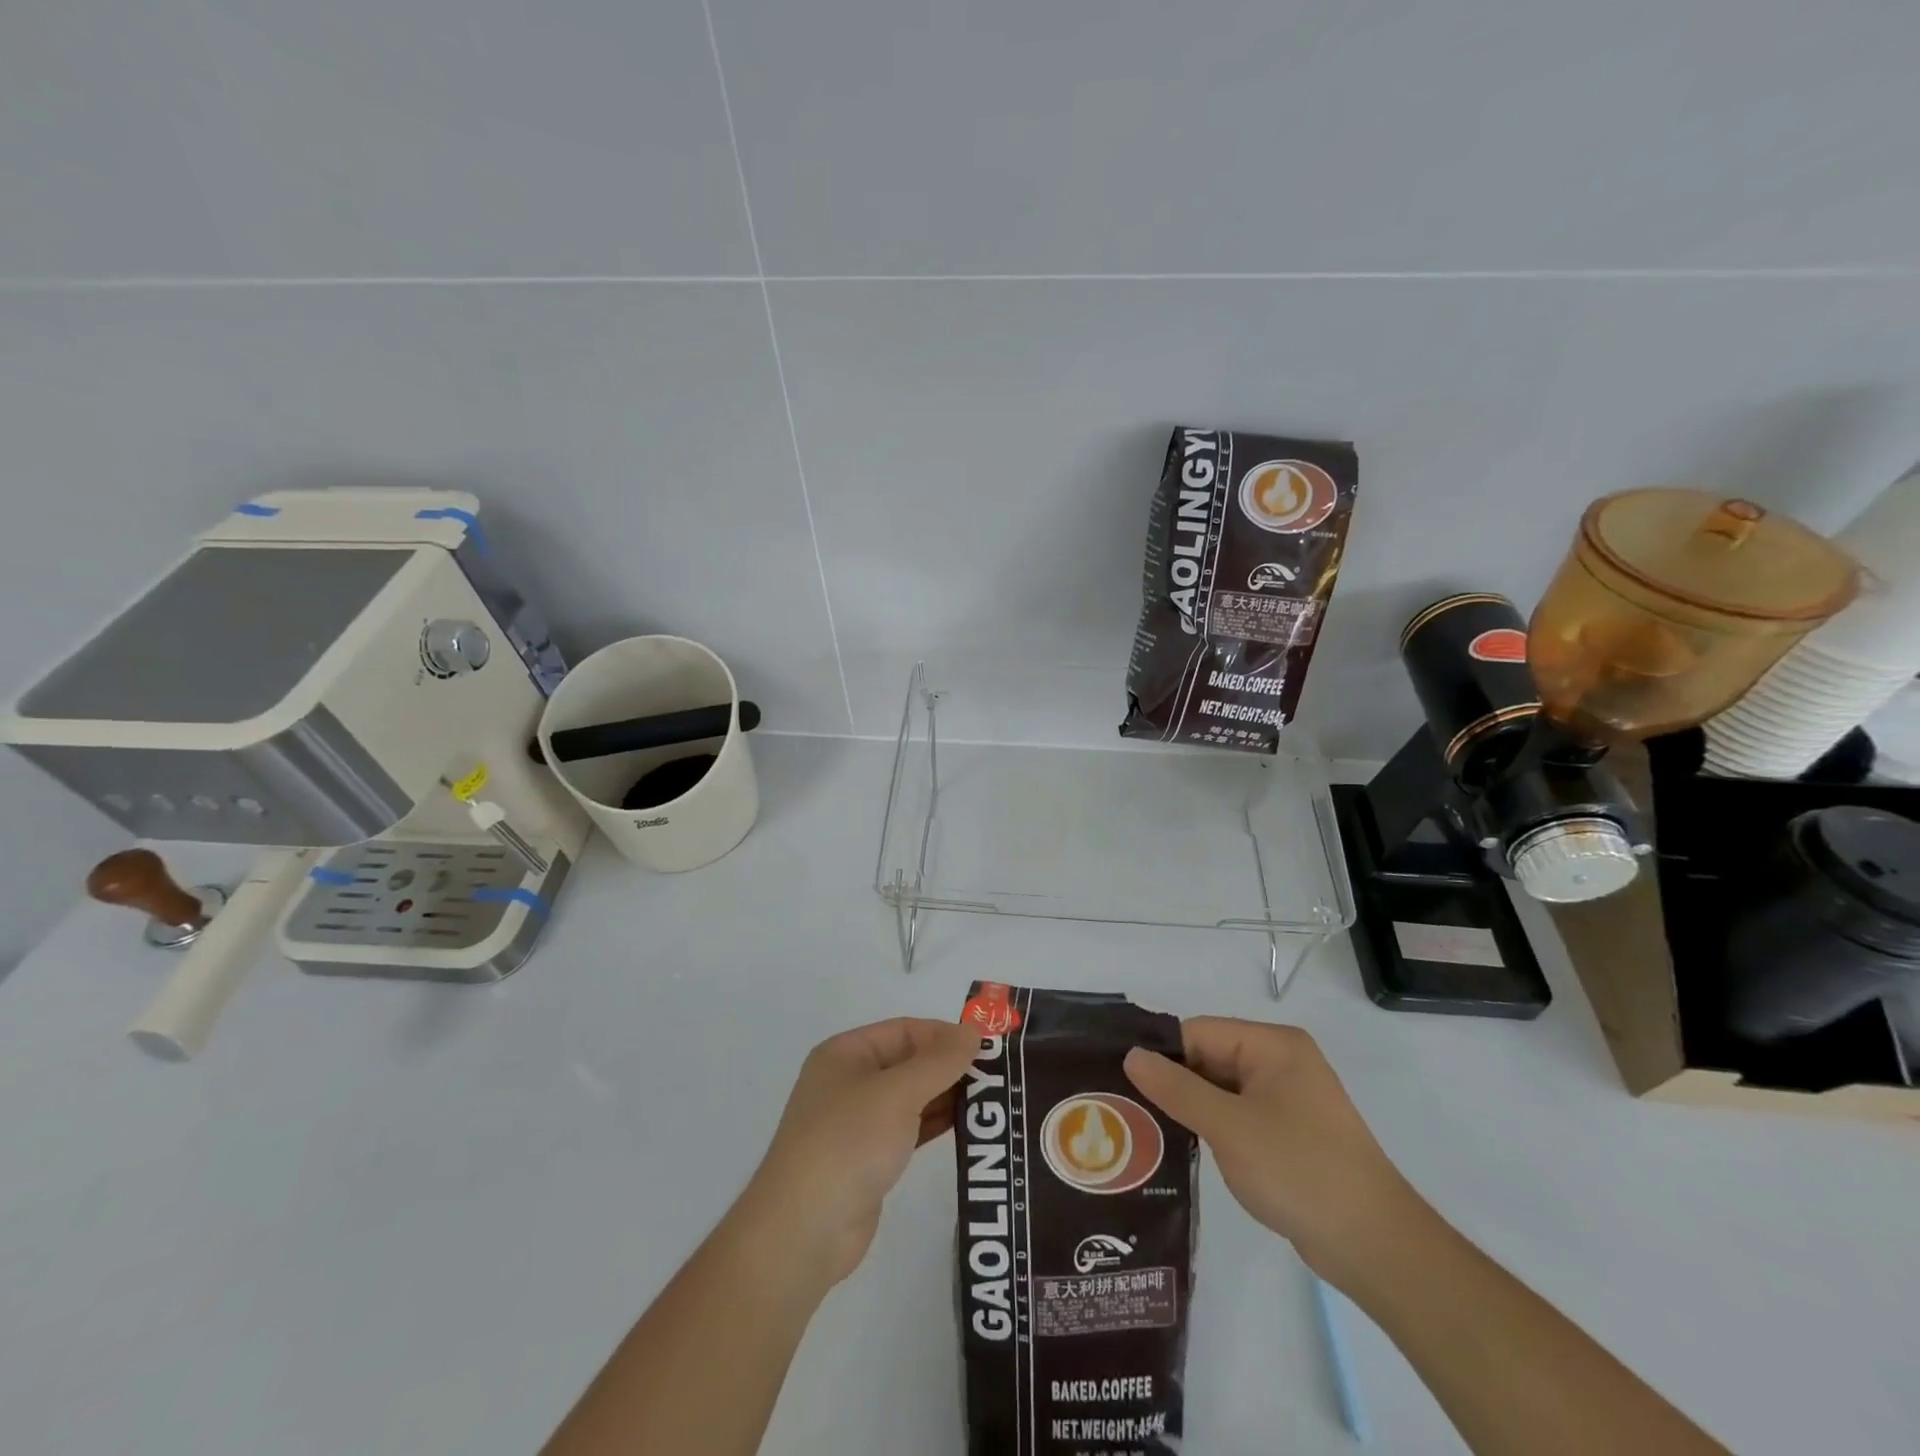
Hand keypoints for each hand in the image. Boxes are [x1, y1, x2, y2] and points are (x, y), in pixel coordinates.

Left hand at [735, 1018, 978, 1291]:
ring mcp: (858, 1122)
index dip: (944, 1035)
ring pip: (912, 1097)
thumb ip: (939, 1061)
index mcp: (846, 1054)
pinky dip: (936, 1124)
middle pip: (909, 1062)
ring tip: (993, 1100)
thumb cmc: (848, 1143)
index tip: (987, 1047)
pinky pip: (910, 1129)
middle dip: (950, 1066)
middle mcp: (850, 1081)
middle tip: (998, 1075)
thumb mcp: (897, 1093)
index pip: (904, 1030)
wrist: (804, 1232)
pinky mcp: (869, 1159)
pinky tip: (969, 1127)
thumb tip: (974, 1030)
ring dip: (948, 1096)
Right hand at [1124, 1018, 1427, 1286]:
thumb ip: (1176, 1088)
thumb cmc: (1299, 1171)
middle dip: (1171, 1082)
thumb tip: (1131, 1055)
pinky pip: (1236, 1115)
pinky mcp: (1288, 1133)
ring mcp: (1286, 1099)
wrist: (1376, 1247)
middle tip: (1123, 1105)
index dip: (1161, 1054)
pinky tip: (1180, 1145)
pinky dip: (1210, 1127)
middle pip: (1209, 1058)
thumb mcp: (1229, 1126)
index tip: (1121, 1079)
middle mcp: (1280, 1062)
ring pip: (1220, 1089)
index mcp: (1273, 1045)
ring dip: (1188, 1107)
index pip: (1199, 1032)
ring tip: (1140, 1126)